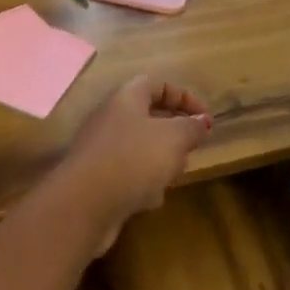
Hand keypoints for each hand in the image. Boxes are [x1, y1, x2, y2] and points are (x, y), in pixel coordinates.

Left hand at [54, 76, 211, 252]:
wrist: (83, 204)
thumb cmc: (133, 159)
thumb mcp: (173, 138)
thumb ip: (191, 127)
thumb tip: (202, 121)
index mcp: (127, 97)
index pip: (159, 84)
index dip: (184, 97)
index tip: (205, 119)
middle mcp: (111, 116)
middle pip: (149, 116)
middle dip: (175, 133)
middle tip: (192, 148)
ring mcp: (102, 148)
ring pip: (140, 147)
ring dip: (161, 160)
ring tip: (174, 175)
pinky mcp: (97, 178)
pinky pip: (128, 172)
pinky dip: (142, 182)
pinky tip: (150, 199)